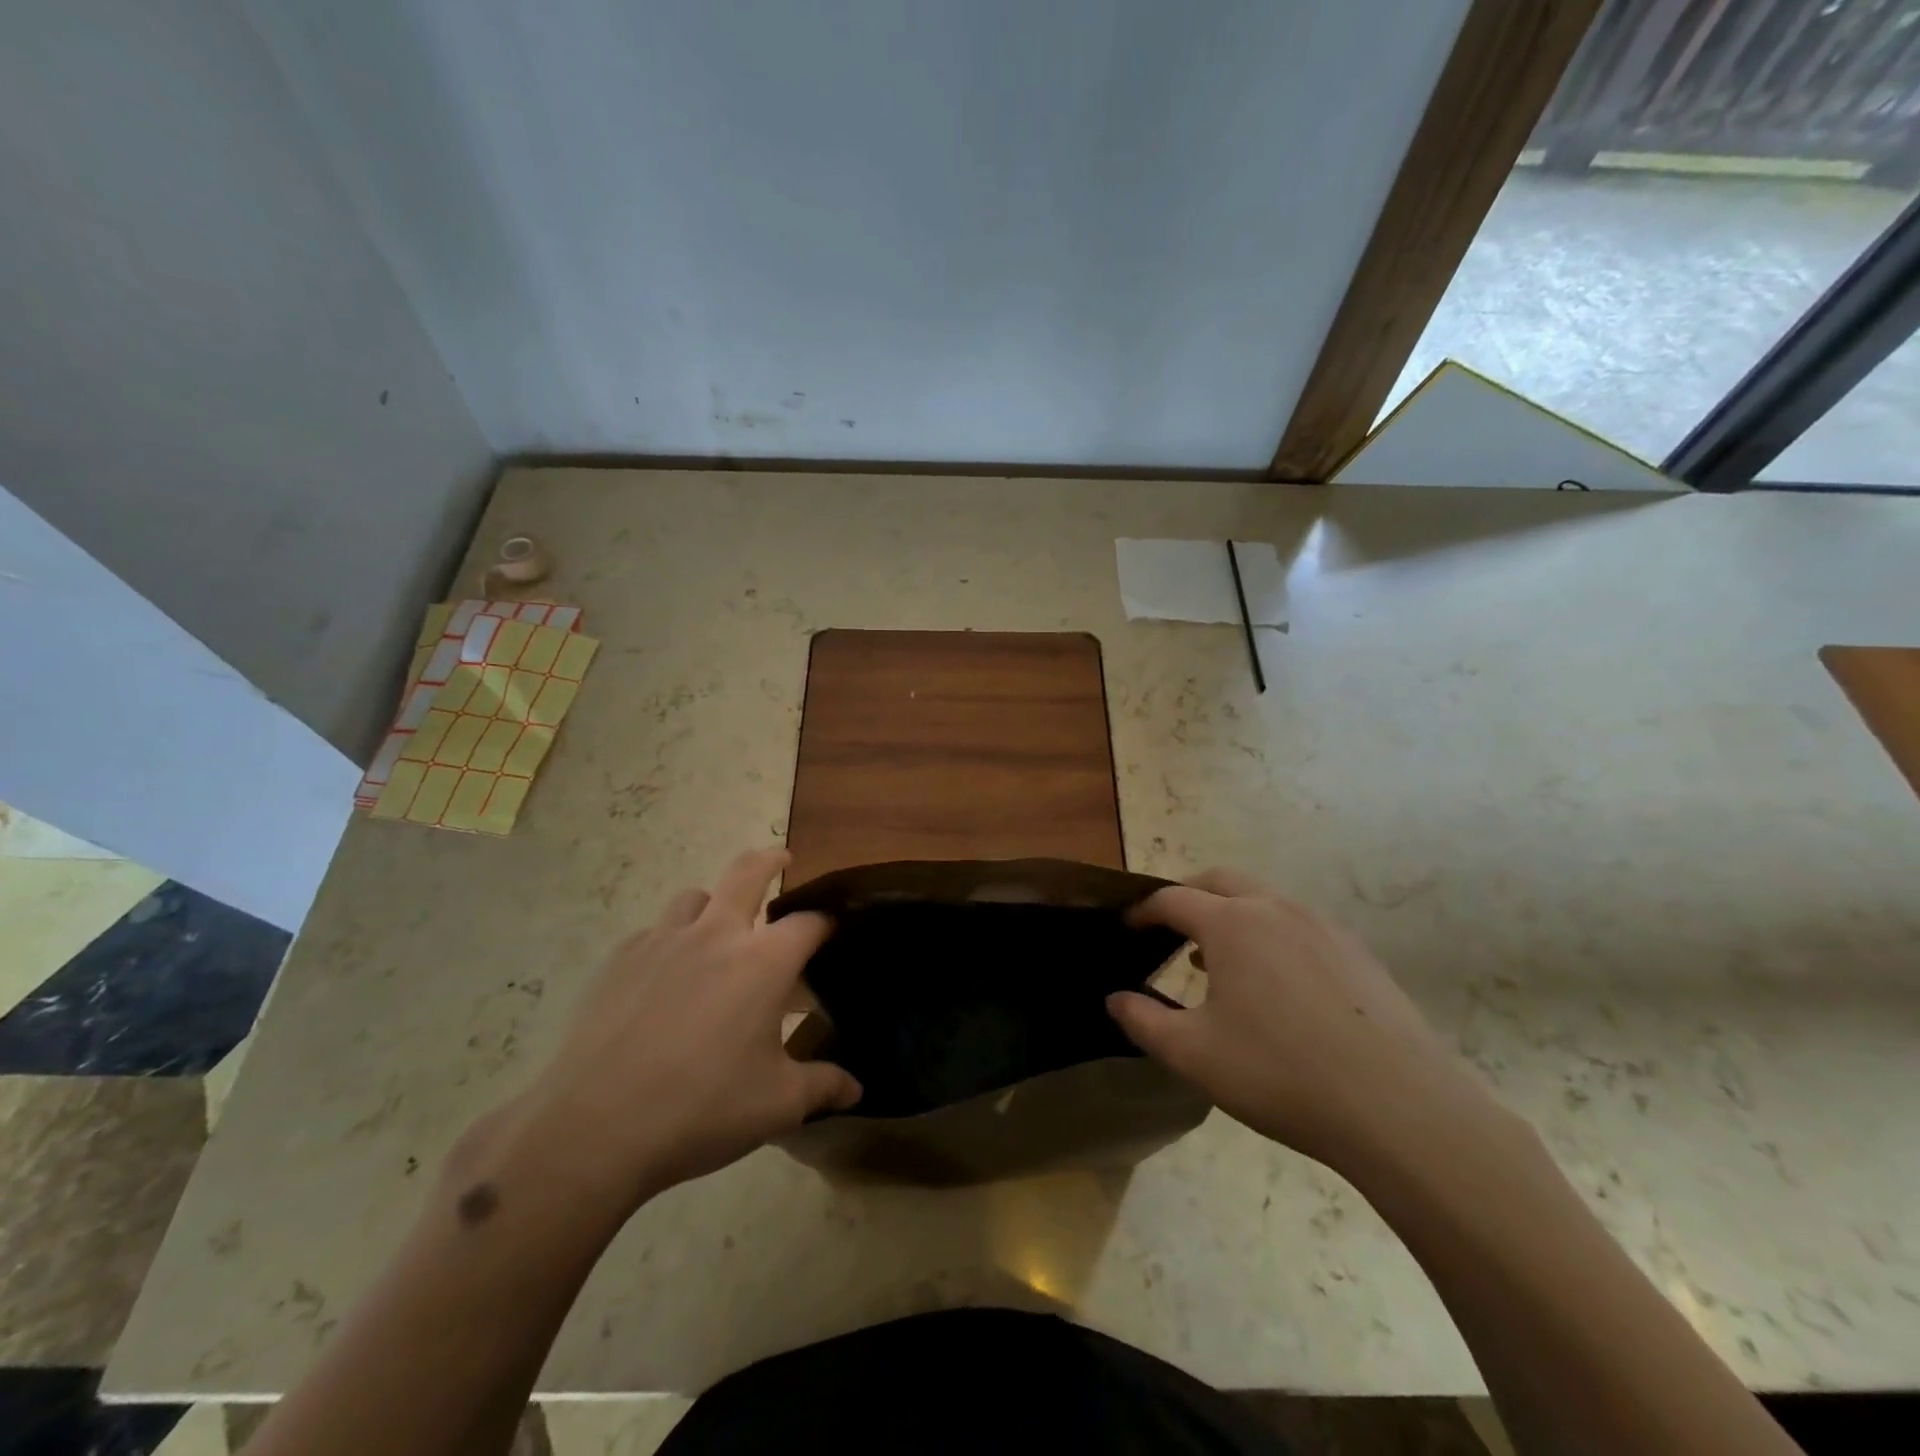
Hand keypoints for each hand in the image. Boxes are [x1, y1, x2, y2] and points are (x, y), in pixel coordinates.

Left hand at [507, 848, 860, 1210]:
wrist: (593, 1129)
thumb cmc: (701, 1109)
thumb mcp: (776, 1105)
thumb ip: (822, 1086)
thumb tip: (856, 1089)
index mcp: (763, 962)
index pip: (808, 922)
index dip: (827, 921)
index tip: (834, 928)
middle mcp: (715, 935)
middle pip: (747, 872)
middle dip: (770, 860)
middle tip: (782, 861)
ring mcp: (662, 942)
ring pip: (694, 896)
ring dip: (713, 903)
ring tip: (717, 930)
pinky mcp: (619, 960)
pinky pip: (653, 932)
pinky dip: (669, 940)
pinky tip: (665, 978)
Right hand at [1108, 869, 1493, 1171]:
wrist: (1400, 1108)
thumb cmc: (1280, 1073)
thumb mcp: (1194, 1054)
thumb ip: (1144, 1022)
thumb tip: (1114, 999)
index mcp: (1230, 924)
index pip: (1173, 899)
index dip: (1144, 911)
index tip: (1127, 928)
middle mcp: (1275, 909)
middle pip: (1219, 881)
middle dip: (1188, 895)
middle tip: (1169, 926)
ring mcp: (1322, 927)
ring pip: (1263, 899)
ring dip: (1231, 913)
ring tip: (1217, 957)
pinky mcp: (1357, 953)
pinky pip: (1299, 925)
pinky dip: (1270, 933)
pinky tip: (1275, 983)